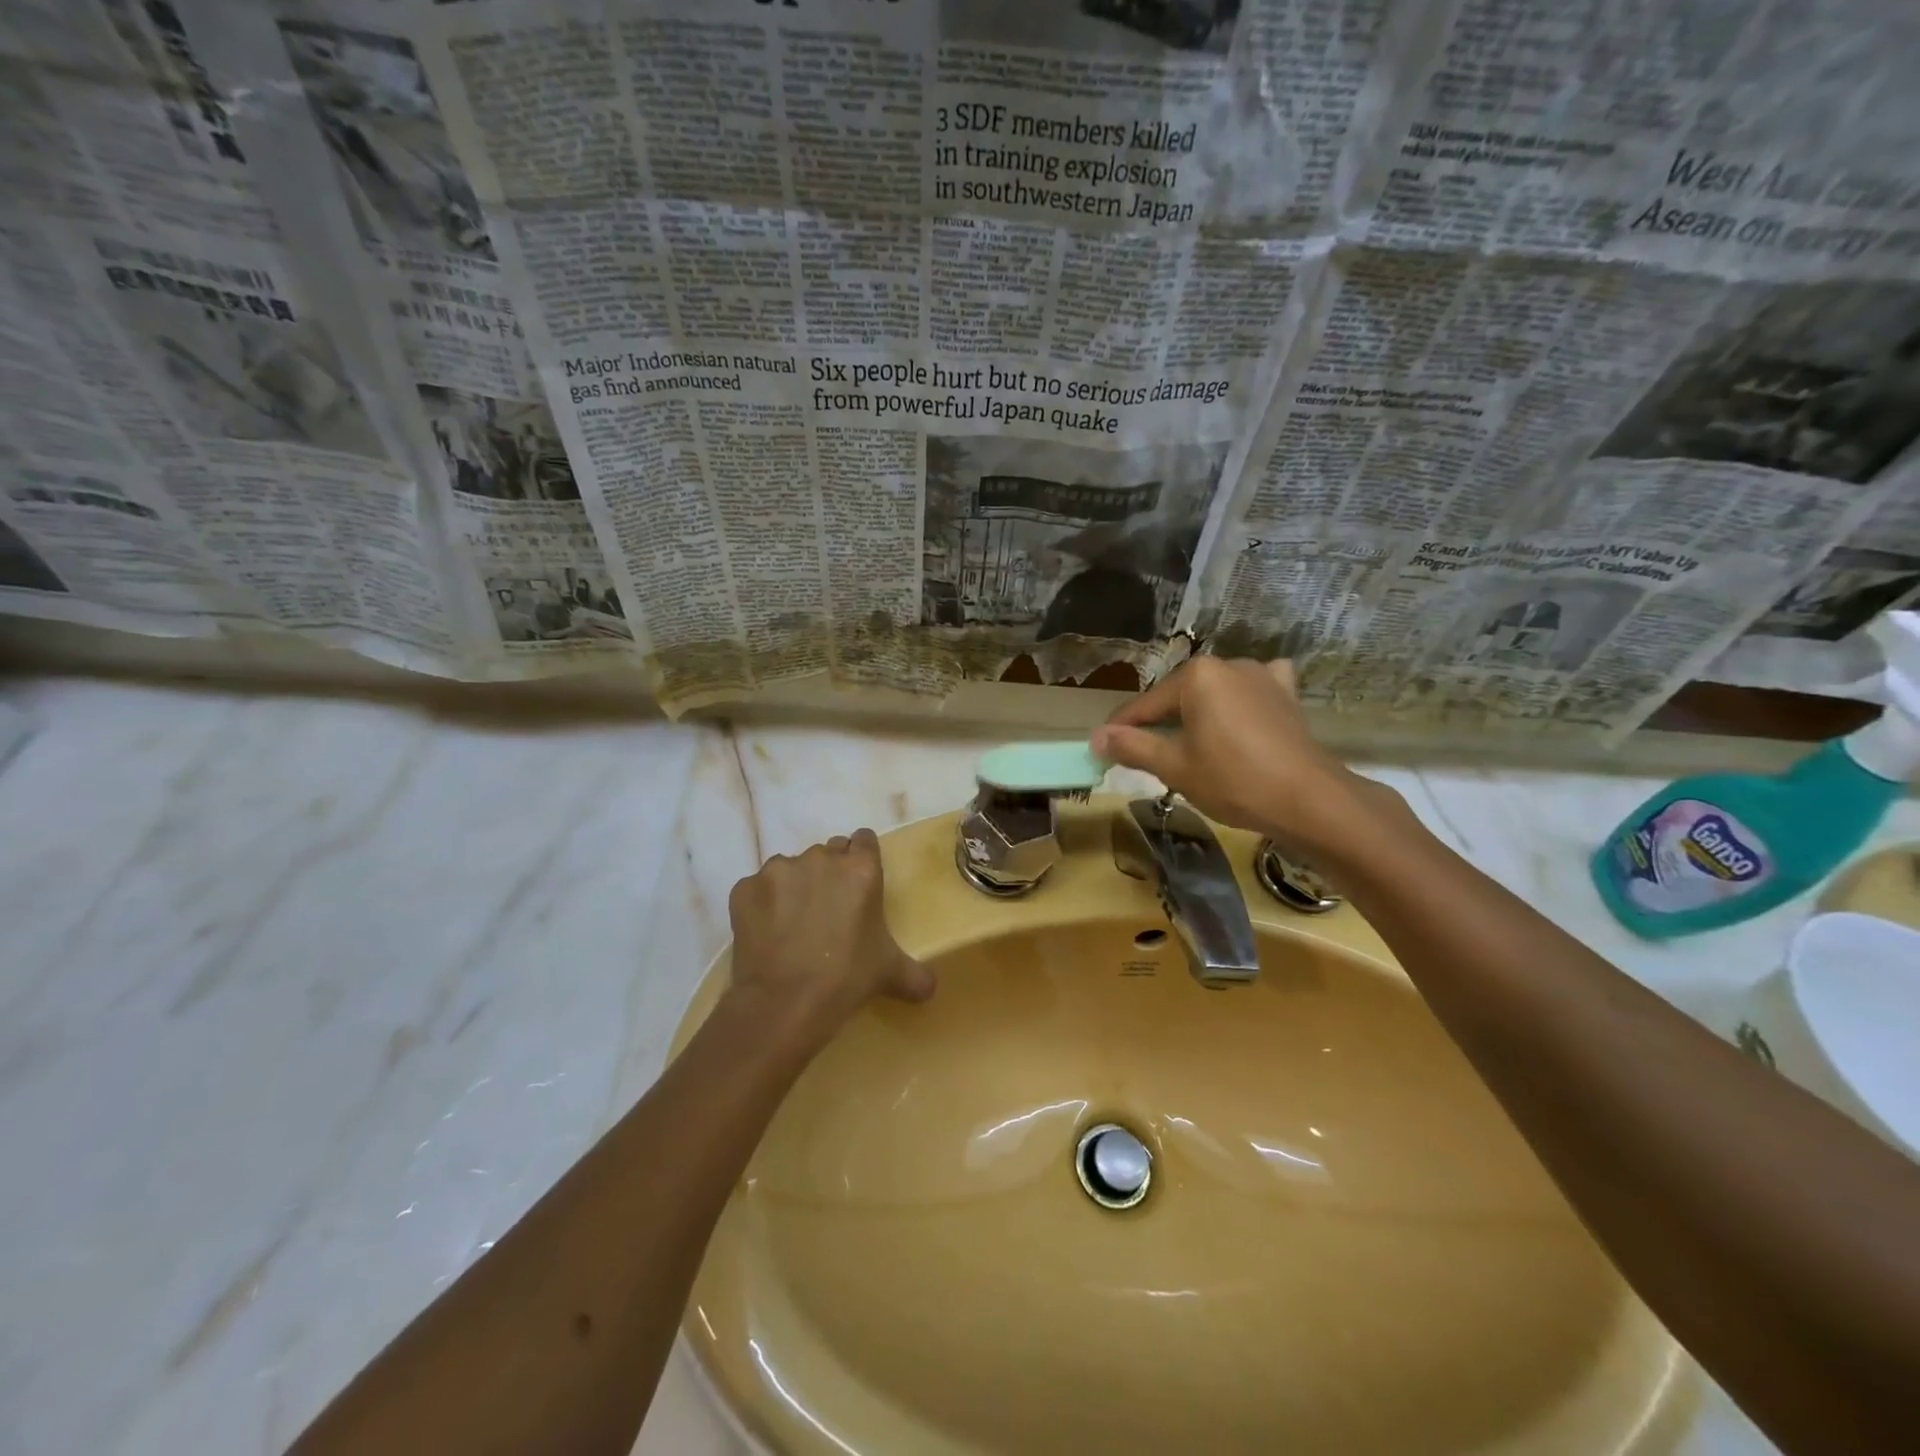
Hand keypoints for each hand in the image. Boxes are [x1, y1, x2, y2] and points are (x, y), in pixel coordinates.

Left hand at [725, 829, 933, 1051]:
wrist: (783, 1003)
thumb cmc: (847, 979)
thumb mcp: (890, 973)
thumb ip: (916, 974)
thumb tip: (930, 988)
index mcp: (860, 869)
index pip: (864, 840)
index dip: (862, 858)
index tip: (858, 882)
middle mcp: (820, 858)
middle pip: (828, 852)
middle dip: (829, 873)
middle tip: (829, 909)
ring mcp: (778, 870)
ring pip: (791, 868)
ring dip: (794, 887)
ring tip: (793, 924)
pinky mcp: (744, 888)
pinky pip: (757, 889)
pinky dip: (763, 905)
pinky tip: (767, 934)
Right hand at [1091, 657, 1378, 852]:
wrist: (1308, 799)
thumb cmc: (1233, 780)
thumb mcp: (1173, 766)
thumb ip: (1131, 747)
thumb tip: (1096, 737)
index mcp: (1196, 676)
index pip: (1145, 706)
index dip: (1121, 731)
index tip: (1102, 750)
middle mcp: (1228, 664)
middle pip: (1178, 698)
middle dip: (1160, 725)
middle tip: (1145, 757)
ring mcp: (1262, 676)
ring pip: (1214, 695)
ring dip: (1198, 716)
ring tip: (1190, 748)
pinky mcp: (1286, 694)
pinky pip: (1252, 691)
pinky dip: (1240, 702)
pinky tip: (1240, 716)